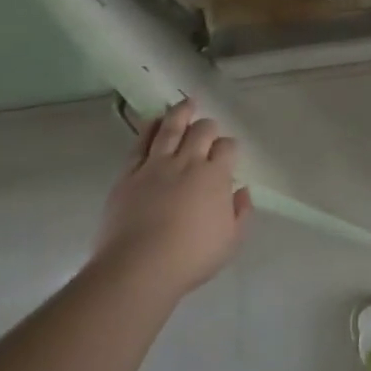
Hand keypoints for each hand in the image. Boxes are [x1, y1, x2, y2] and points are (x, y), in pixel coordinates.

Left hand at [94, 98, 251, 298]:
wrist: (138, 268)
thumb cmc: (190, 258)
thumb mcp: (231, 241)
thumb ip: (241, 213)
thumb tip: (241, 191)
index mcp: (216, 176)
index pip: (227, 147)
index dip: (229, 146)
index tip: (228, 153)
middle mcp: (188, 162)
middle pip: (202, 131)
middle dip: (208, 126)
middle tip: (209, 128)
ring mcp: (156, 166)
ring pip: (171, 128)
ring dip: (181, 112)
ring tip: (186, 102)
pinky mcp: (129, 175)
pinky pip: (140, 144)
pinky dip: (148, 129)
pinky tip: (153, 121)